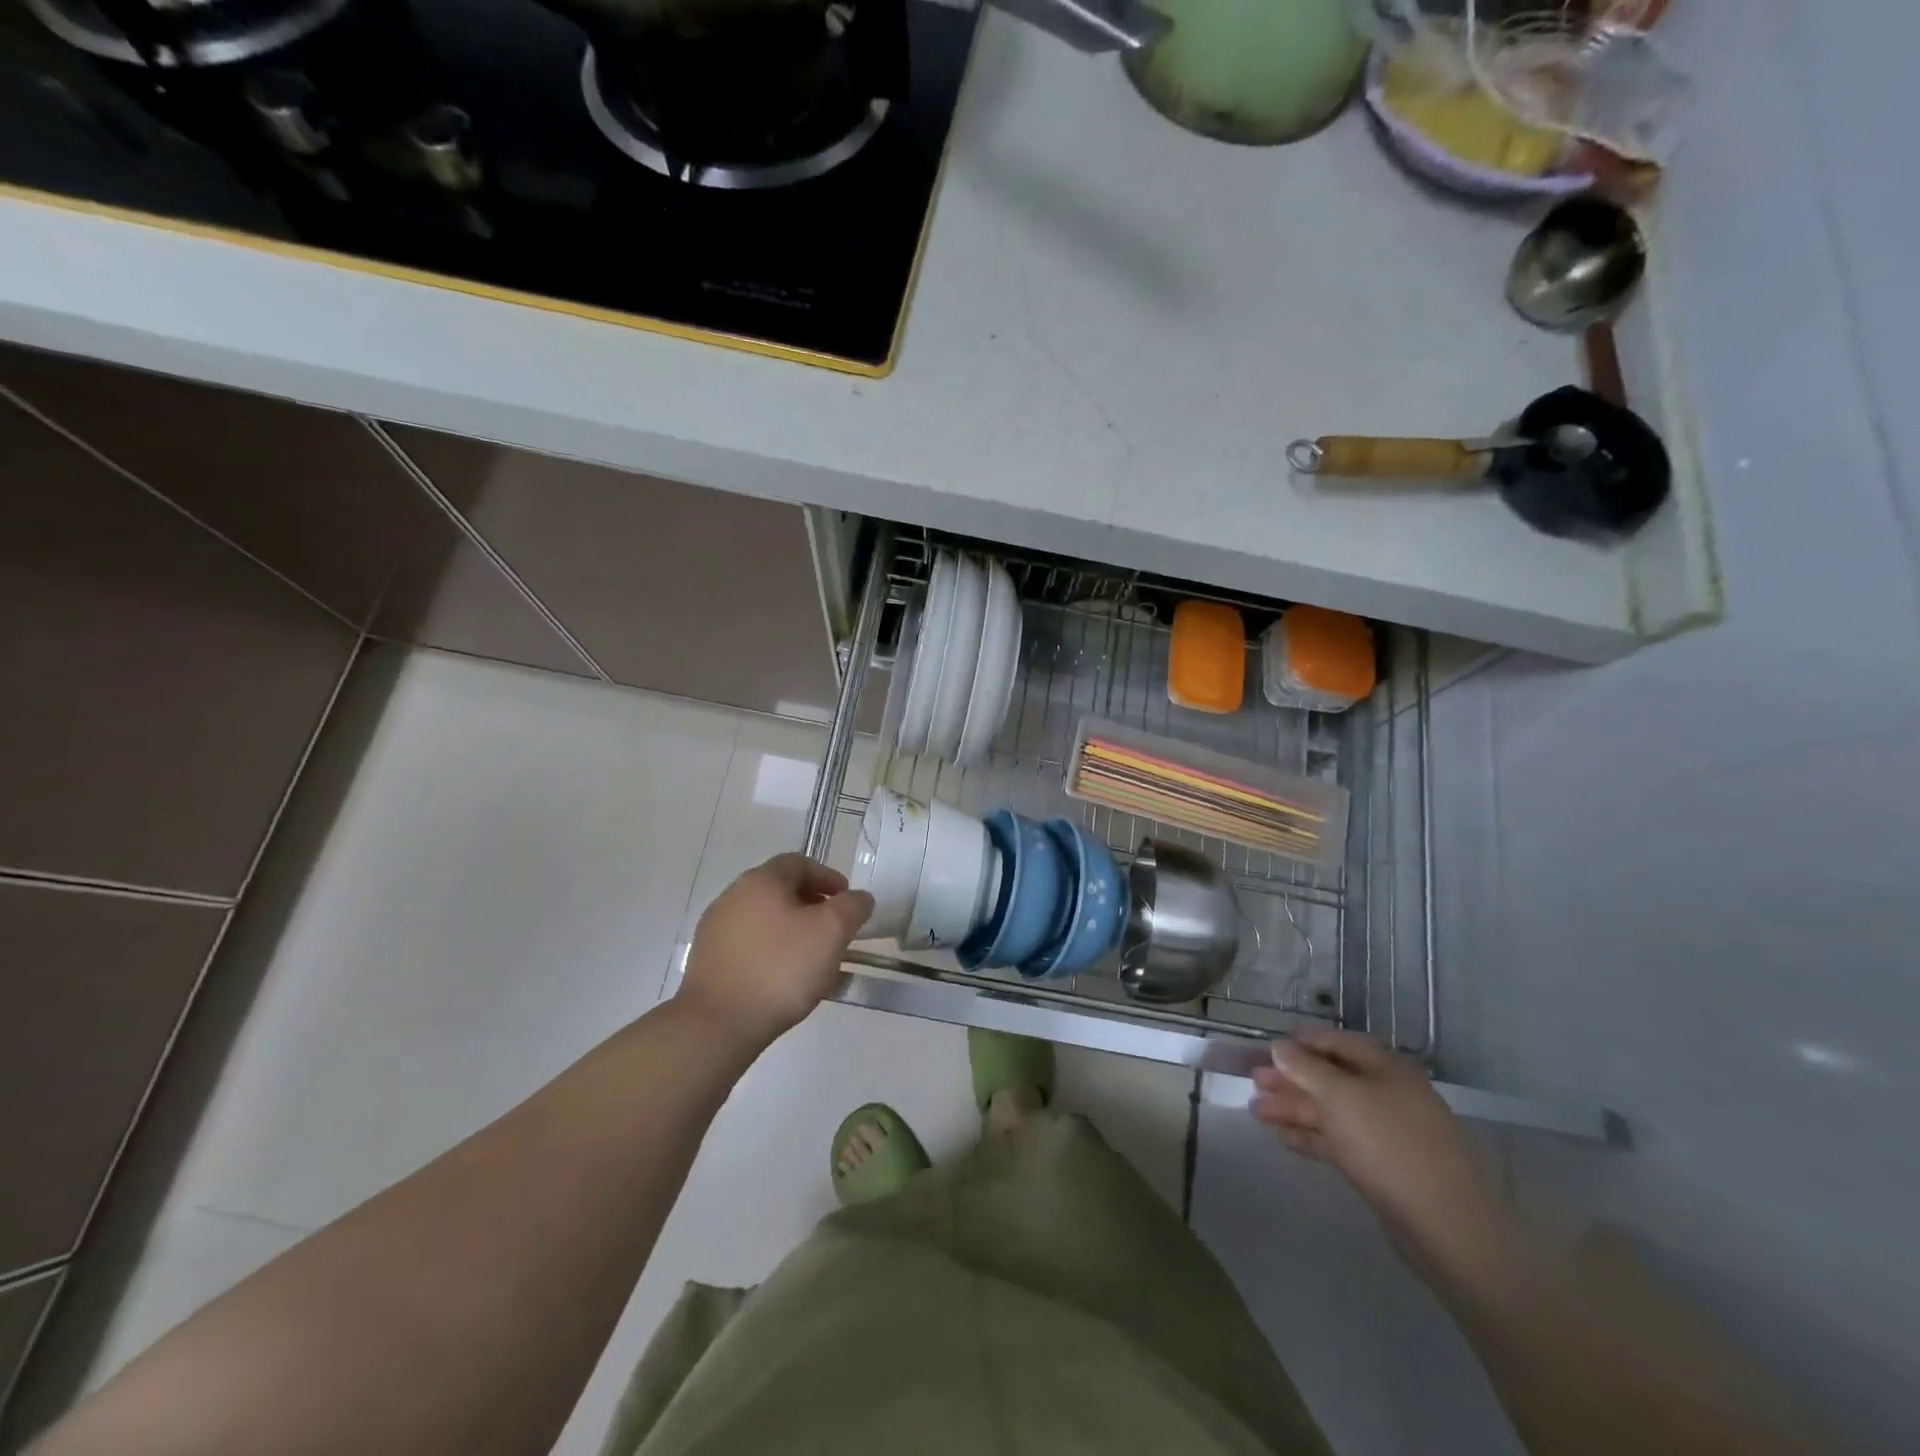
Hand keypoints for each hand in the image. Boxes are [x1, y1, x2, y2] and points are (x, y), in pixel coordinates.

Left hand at [678, 854, 873, 1049]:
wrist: (718, 1024)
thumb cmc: (781, 968)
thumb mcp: (832, 931)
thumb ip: (852, 907)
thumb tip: (858, 898)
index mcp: (761, 880)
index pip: (800, 863)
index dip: (829, 877)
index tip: (848, 901)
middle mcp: (733, 896)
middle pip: (781, 891)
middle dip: (813, 908)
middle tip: (836, 931)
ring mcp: (716, 930)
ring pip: (766, 922)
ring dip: (794, 933)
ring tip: (817, 962)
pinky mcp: (709, 962)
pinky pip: (751, 948)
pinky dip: (774, 954)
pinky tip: (789, 982)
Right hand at [1252, 1030, 1515, 1280]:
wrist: (1450, 1227)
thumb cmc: (1390, 1144)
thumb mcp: (1340, 1096)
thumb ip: (1305, 1068)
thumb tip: (1280, 1046)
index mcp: (1384, 1067)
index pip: (1335, 1042)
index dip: (1300, 1043)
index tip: (1266, 1049)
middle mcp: (1386, 1093)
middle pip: (1330, 1078)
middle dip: (1291, 1079)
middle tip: (1254, 1083)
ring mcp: (1386, 1132)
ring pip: (1331, 1111)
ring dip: (1293, 1108)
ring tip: (1256, 1112)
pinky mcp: (1383, 1167)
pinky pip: (1339, 1141)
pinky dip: (1311, 1137)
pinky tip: (1283, 1138)